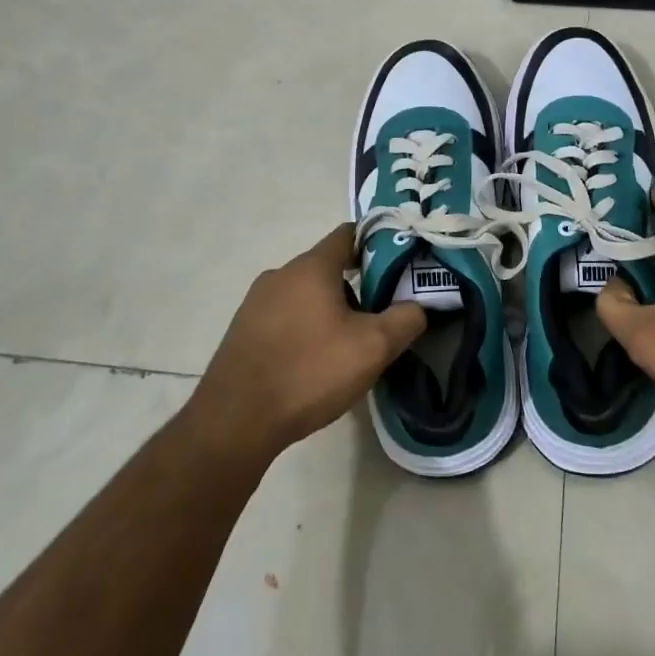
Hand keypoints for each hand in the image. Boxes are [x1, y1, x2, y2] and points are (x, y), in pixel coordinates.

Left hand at [188, 225, 425, 467]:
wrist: (235, 421)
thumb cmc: (309, 372)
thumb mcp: (373, 347)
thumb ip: (406, 319)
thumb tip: (419, 306)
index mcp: (311, 267)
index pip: (349, 234)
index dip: (377, 244)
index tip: (400, 267)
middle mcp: (280, 274)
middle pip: (328, 267)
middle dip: (357, 286)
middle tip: (381, 315)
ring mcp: (256, 303)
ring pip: (306, 294)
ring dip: (330, 309)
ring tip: (349, 344)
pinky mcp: (243, 331)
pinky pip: (285, 316)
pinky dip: (305, 327)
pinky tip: (314, 361)